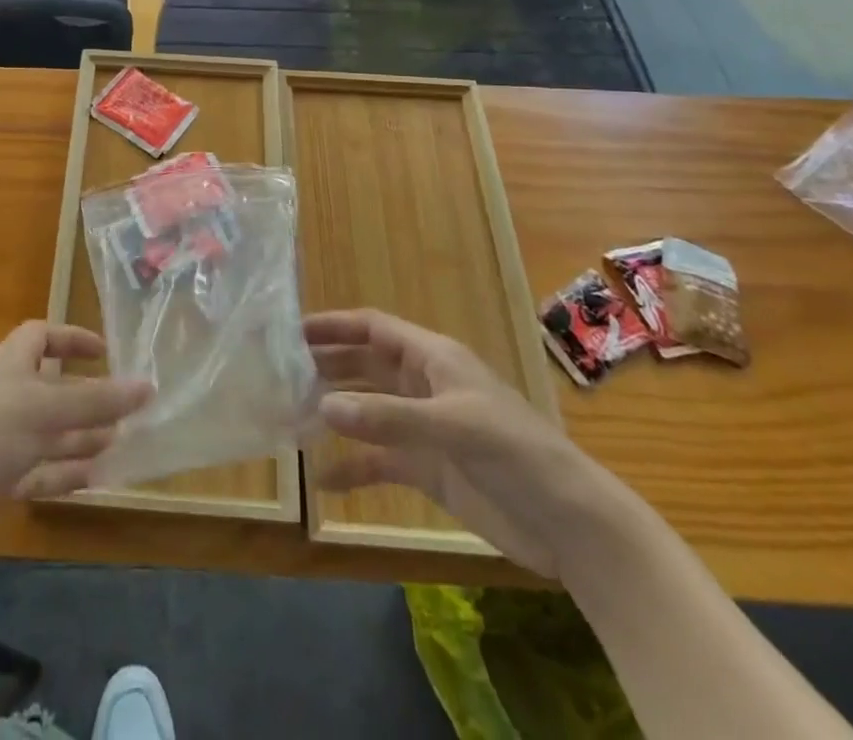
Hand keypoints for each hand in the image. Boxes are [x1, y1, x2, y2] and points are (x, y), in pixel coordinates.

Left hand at [0, 322, 151, 571]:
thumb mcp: (42, 409)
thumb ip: (96, 400)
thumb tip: (149, 385)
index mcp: (8, 364)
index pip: (41, 337)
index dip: (72, 339)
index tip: (106, 352)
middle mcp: (2, 396)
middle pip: (51, 389)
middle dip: (87, 398)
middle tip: (127, 411)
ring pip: (47, 434)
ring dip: (81, 438)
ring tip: (121, 444)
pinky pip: (36, 472)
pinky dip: (63, 474)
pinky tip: (94, 480)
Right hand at [306, 308, 624, 579]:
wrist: (571, 526)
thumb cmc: (515, 454)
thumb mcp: (452, 427)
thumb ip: (387, 418)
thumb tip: (322, 405)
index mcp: (432, 358)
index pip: (373, 328)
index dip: (334, 326)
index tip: (292, 330)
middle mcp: (423, 385)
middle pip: (364, 366)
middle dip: (327, 366)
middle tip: (280, 373)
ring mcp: (424, 427)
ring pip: (367, 410)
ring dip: (335, 413)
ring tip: (291, 416)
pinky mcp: (428, 468)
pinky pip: (380, 460)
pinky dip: (353, 466)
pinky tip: (323, 478)